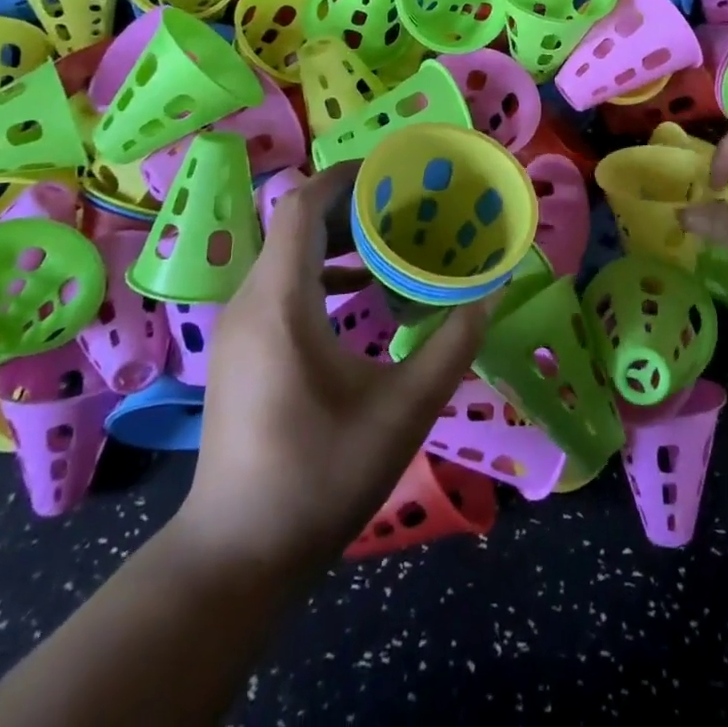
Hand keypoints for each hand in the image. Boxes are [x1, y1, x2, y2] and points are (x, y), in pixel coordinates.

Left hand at [176, 165, 488, 574]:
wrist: (236, 555)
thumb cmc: (319, 476)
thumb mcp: (403, 410)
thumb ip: (453, 345)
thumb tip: (490, 293)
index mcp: (281, 301)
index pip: (301, 206)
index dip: (345, 177)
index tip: (394, 171)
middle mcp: (252, 301)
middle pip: (297, 223)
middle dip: (352, 204)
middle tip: (409, 203)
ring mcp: (241, 326)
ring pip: (289, 253)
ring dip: (339, 237)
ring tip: (394, 237)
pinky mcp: (243, 348)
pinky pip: (283, 283)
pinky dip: (324, 271)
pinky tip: (364, 291)